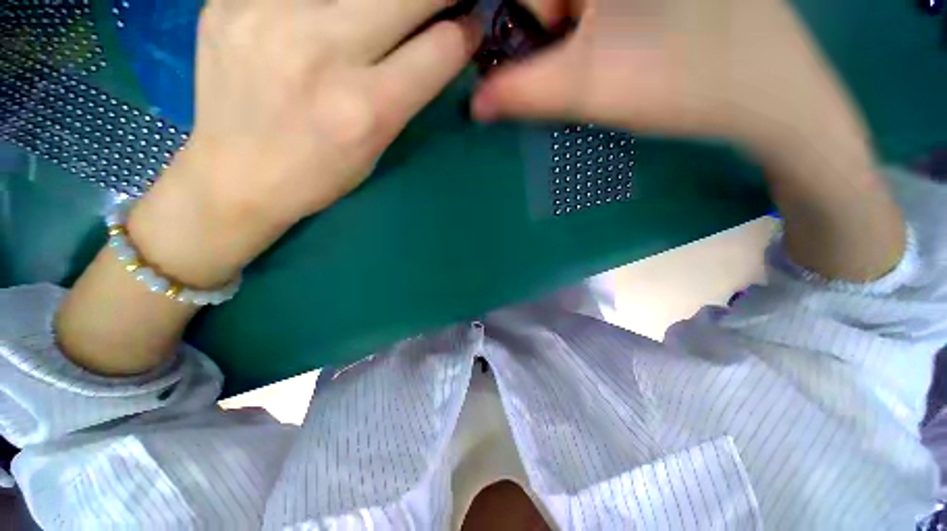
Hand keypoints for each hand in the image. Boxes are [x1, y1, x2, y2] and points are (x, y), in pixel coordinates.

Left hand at [129, 0, 476, 286]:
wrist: (235, 177)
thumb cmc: (319, 175)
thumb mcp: (377, 145)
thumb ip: (407, 90)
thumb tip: (439, 42)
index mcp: (366, 108)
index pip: (440, 49)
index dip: (466, 32)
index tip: (469, 24)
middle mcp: (320, 52)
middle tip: (436, 6)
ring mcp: (266, 15)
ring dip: (380, 1)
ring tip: (370, 22)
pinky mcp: (229, 1)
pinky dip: (325, 2)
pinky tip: (318, 20)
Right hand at [473, 0, 903, 282]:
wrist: (769, 94)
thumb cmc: (683, 87)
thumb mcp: (588, 91)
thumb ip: (520, 94)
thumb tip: (475, 103)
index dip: (525, 26)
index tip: (550, 57)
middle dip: (557, 30)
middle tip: (591, 60)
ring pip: (581, 6)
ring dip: (579, 30)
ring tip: (617, 53)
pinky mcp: (663, 1)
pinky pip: (603, 12)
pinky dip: (597, 24)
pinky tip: (630, 42)